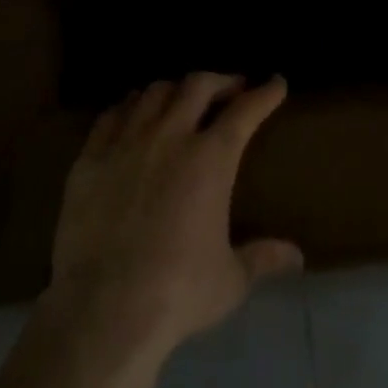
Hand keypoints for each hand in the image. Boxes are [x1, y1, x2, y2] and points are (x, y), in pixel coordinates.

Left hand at [45, 73, 302, 362]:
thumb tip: (296, 256)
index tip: (275, 83)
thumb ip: (263, 258)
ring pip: (154, 93)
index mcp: (211, 159)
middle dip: (219, 81)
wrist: (104, 307)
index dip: (264, 93)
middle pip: (197, 86)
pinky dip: (130, 106)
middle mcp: (170, 136)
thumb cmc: (178, 292)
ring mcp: (126, 142)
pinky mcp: (91, 157)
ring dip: (175, 90)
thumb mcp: (230, 279)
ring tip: (182, 99)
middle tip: (230, 88)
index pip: (245, 111)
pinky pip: (112, 114)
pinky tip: (134, 113)